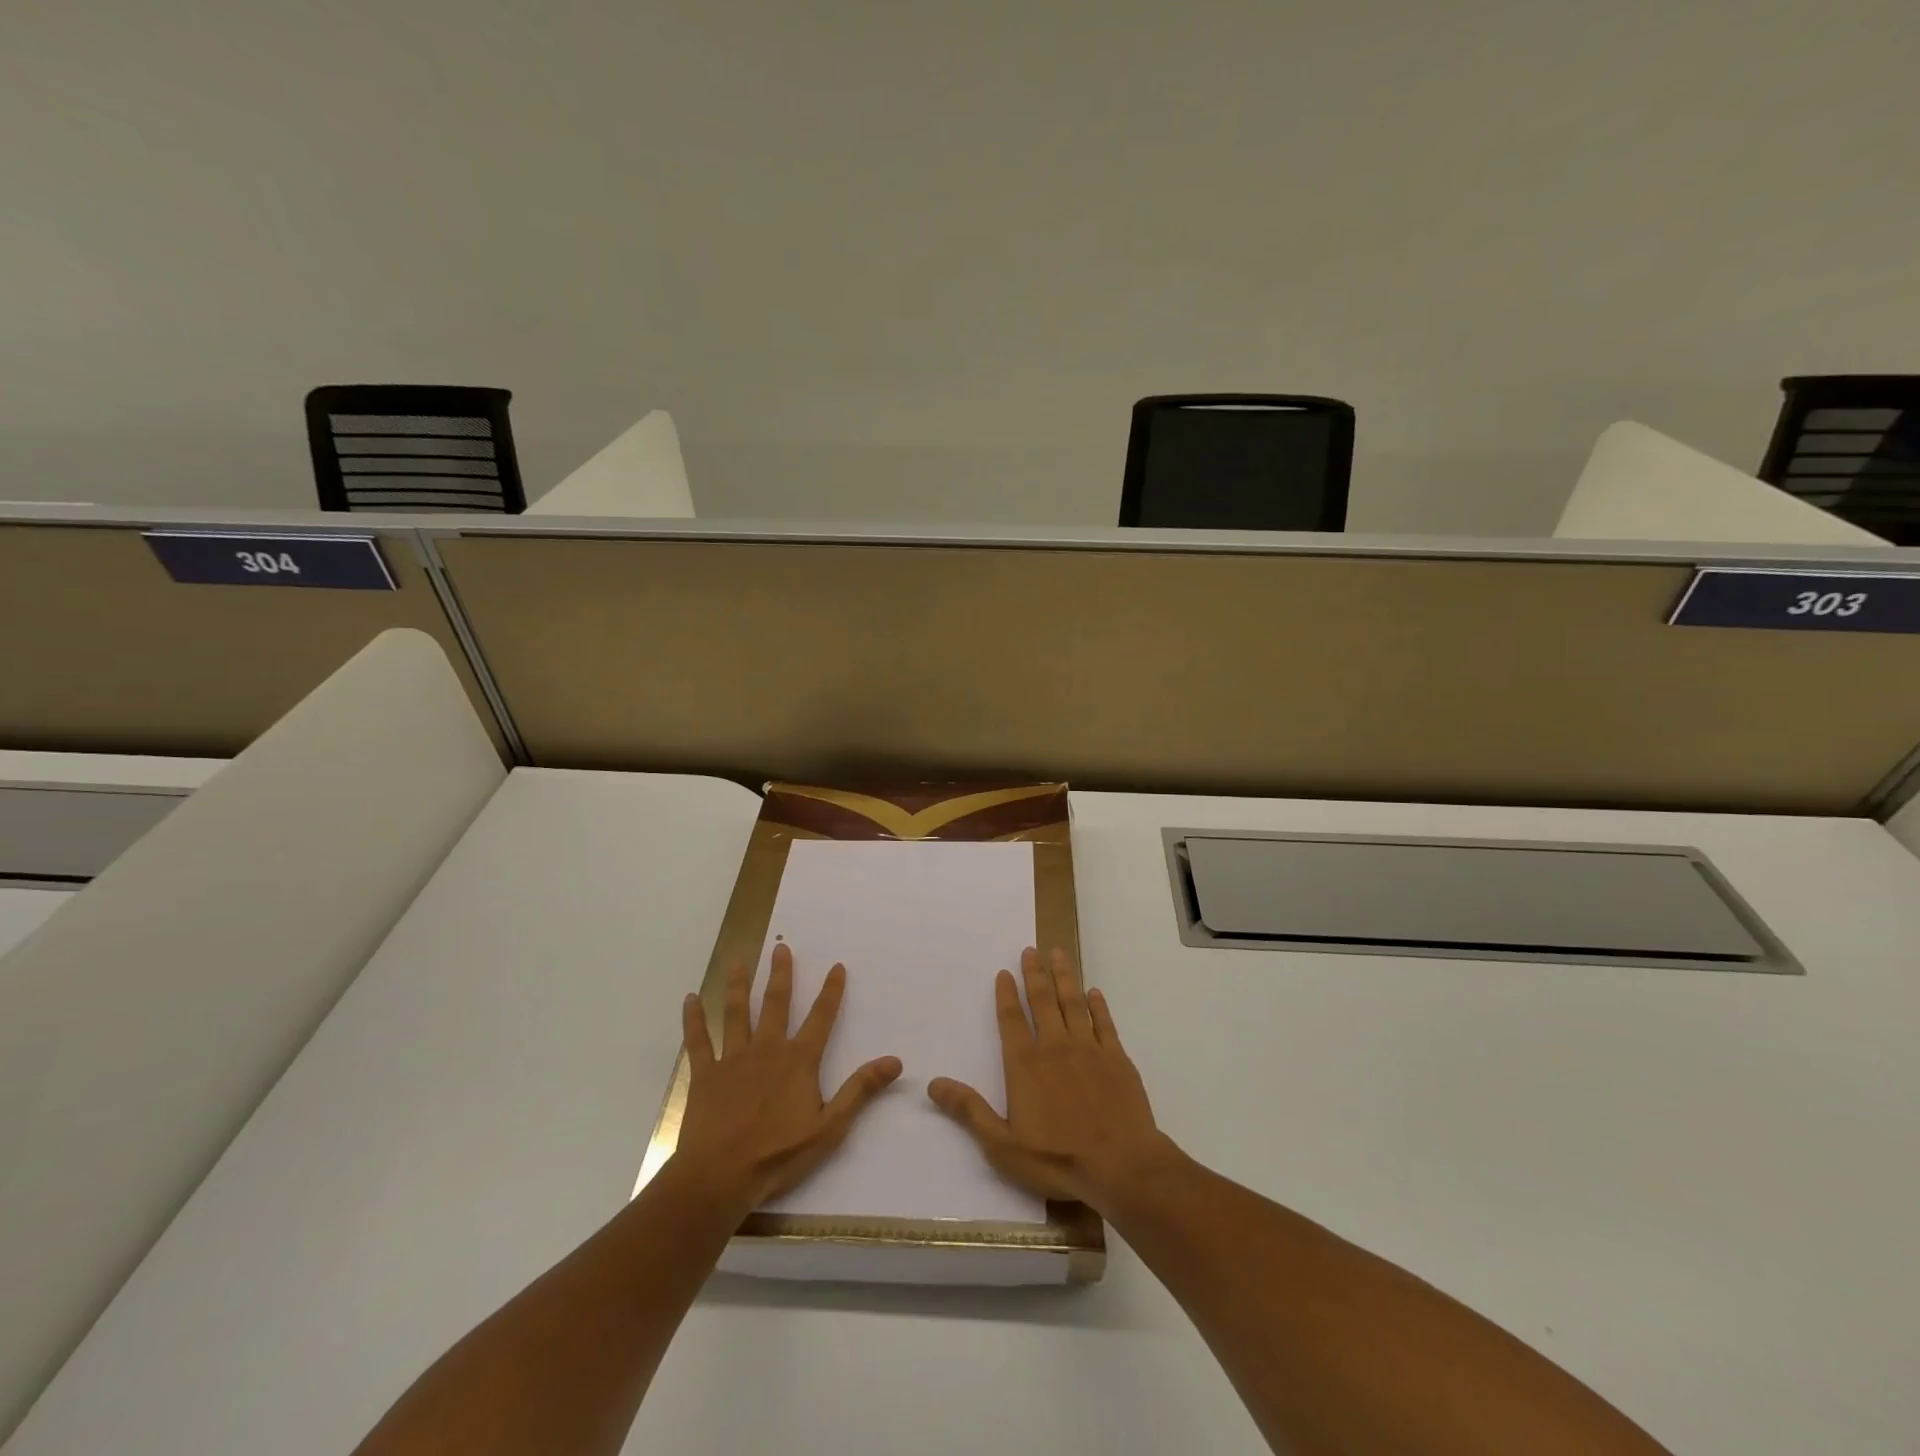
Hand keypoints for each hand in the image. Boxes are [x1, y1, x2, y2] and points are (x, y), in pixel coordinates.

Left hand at [672, 944, 901, 1208]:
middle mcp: (767, 1049)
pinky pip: (699, 1041)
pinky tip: (690, 999)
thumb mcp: (830, 1127)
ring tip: (739, 960)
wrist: (720, 1176)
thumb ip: (860, 1090)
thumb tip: (894, 1061)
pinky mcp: (704, 1074)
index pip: (821, 1018)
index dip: (831, 992)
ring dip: (739, 985)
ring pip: (736, 1013)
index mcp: (798, 1061)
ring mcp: (733, 1059)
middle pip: (776, 1004)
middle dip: (781, 974)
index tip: (836, 966)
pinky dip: (694, 1019)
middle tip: (781, 947)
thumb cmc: (778, 1154)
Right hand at [928, 946, 1172, 1212]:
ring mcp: (1089, 1049)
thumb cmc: (1057, 1159)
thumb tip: (933, 1084)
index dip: (1006, 995)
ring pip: (1073, 1003)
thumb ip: (969, 1111)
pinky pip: (1104, 1023)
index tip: (1004, 972)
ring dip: (1064, 977)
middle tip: (1031, 949)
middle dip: (1035, 974)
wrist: (1122, 1166)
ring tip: (1058, 953)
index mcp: (1025, 1065)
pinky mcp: (1117, 1059)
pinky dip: (1098, 1006)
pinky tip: (1094, 992)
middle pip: (1042, 1001)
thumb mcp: (1002, 1145)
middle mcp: (1055, 1047)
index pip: (1011, 1020)